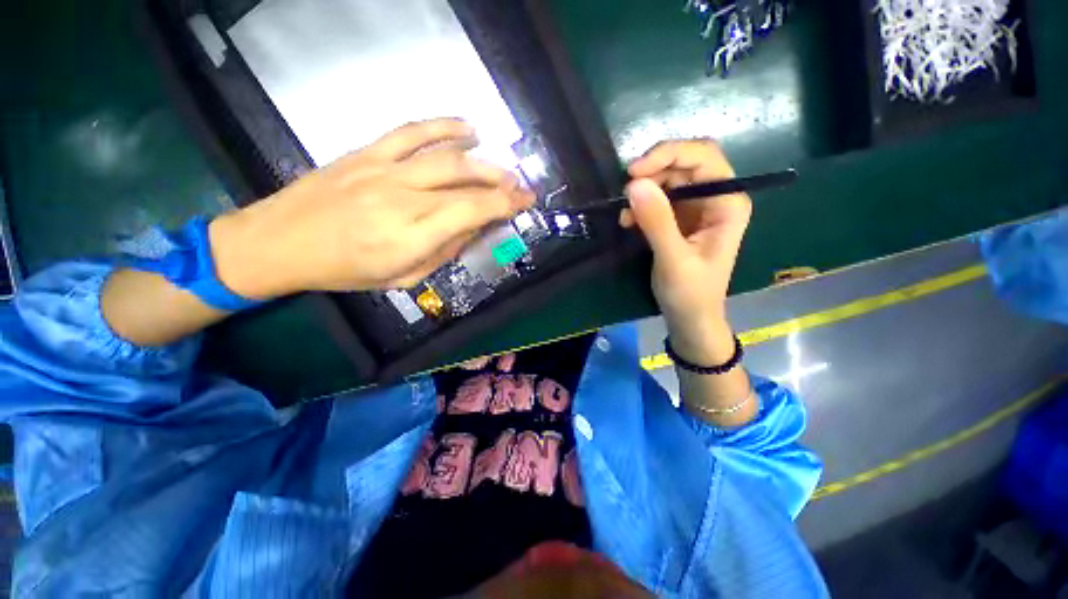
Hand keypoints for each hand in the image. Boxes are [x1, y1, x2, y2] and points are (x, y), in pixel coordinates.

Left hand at [210, 118, 534, 298]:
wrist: (280, 242)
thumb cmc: (344, 271)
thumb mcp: (401, 279)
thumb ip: (442, 254)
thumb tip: (471, 230)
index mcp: (411, 237)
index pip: (471, 213)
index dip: (503, 205)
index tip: (525, 201)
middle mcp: (403, 200)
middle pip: (464, 183)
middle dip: (501, 184)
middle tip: (521, 187)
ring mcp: (384, 171)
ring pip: (446, 158)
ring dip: (482, 161)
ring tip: (503, 168)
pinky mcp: (368, 154)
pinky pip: (412, 132)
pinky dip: (444, 126)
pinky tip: (467, 128)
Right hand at [621, 140, 751, 363]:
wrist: (689, 317)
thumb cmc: (690, 293)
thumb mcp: (674, 259)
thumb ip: (657, 222)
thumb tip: (634, 184)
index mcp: (728, 202)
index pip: (703, 157)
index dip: (668, 155)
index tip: (634, 172)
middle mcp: (714, 197)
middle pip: (683, 164)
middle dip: (652, 173)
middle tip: (625, 193)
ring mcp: (695, 207)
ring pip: (666, 179)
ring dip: (642, 191)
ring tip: (625, 216)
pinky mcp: (677, 219)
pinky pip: (656, 199)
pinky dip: (640, 205)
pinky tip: (628, 222)